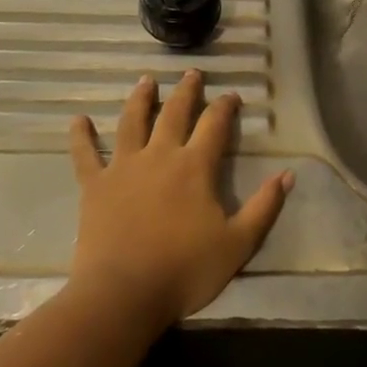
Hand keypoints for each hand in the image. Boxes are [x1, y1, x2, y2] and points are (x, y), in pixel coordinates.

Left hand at [67, 70, 292, 328]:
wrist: (124, 294)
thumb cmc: (184, 270)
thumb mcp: (238, 244)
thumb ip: (264, 207)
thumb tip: (288, 174)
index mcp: (195, 166)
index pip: (215, 125)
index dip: (225, 106)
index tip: (231, 95)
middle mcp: (160, 155)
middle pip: (174, 112)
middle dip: (186, 91)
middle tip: (191, 73)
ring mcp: (124, 167)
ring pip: (132, 121)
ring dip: (140, 98)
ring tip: (146, 80)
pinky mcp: (95, 185)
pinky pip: (85, 154)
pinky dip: (81, 135)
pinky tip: (77, 119)